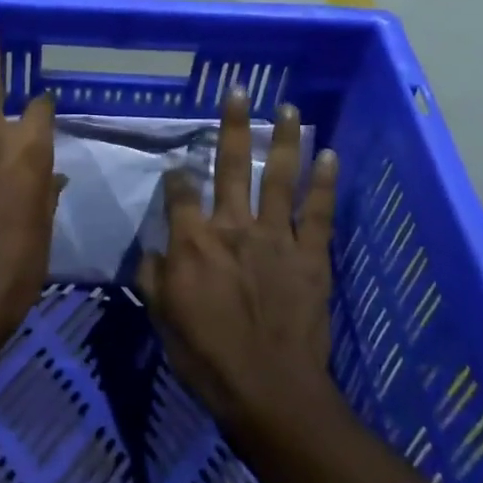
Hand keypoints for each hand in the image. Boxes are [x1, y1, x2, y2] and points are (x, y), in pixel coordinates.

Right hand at [139, 90, 338, 427]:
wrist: (269, 390)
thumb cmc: (207, 356)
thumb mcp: (162, 317)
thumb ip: (152, 276)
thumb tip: (152, 251)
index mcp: (193, 241)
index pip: (180, 191)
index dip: (177, 175)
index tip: (178, 169)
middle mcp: (233, 227)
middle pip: (230, 166)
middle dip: (232, 126)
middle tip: (239, 92)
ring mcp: (276, 238)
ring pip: (278, 178)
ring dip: (284, 141)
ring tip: (291, 109)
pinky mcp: (310, 256)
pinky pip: (318, 213)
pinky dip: (324, 183)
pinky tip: (330, 155)